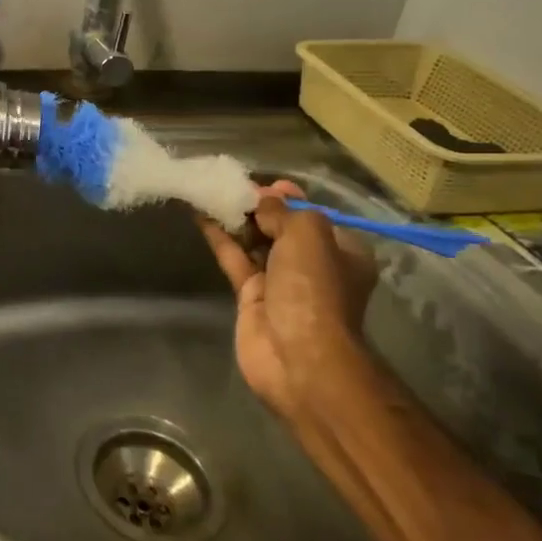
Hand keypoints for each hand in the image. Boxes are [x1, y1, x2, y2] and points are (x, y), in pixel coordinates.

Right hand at [199, 180, 378, 416]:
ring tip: (211, 192)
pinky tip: (201, 216)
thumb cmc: (313, 288)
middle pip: (282, 228)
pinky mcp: (251, 297)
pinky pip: (235, 259)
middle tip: (231, 186)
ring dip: (236, 219)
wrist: (298, 356)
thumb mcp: (307, 234)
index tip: (264, 183)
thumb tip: (262, 201)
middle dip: (259, 207)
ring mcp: (281, 283)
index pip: (314, 216)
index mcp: (341, 251)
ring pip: (255, 242)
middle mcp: (313, 266)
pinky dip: (220, 238)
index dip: (289, 197)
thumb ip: (283, 211)